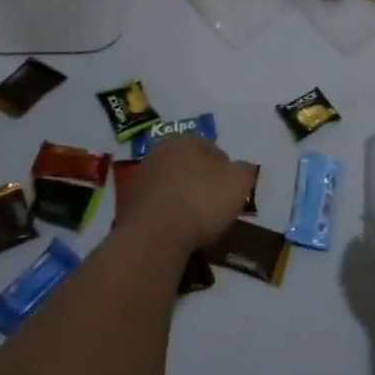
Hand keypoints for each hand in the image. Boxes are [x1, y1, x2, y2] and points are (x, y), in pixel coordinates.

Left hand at [123, 135, 257, 250]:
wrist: (155, 235)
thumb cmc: (201, 199)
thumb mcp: (239, 182)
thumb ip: (245, 170)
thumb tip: (241, 170)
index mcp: (184, 139)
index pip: (213, 149)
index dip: (226, 170)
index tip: (232, 191)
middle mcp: (158, 152)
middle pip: (189, 166)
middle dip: (202, 182)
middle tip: (216, 205)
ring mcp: (140, 179)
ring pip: (172, 186)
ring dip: (184, 198)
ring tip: (197, 222)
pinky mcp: (128, 206)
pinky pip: (158, 207)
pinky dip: (168, 215)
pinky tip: (178, 231)